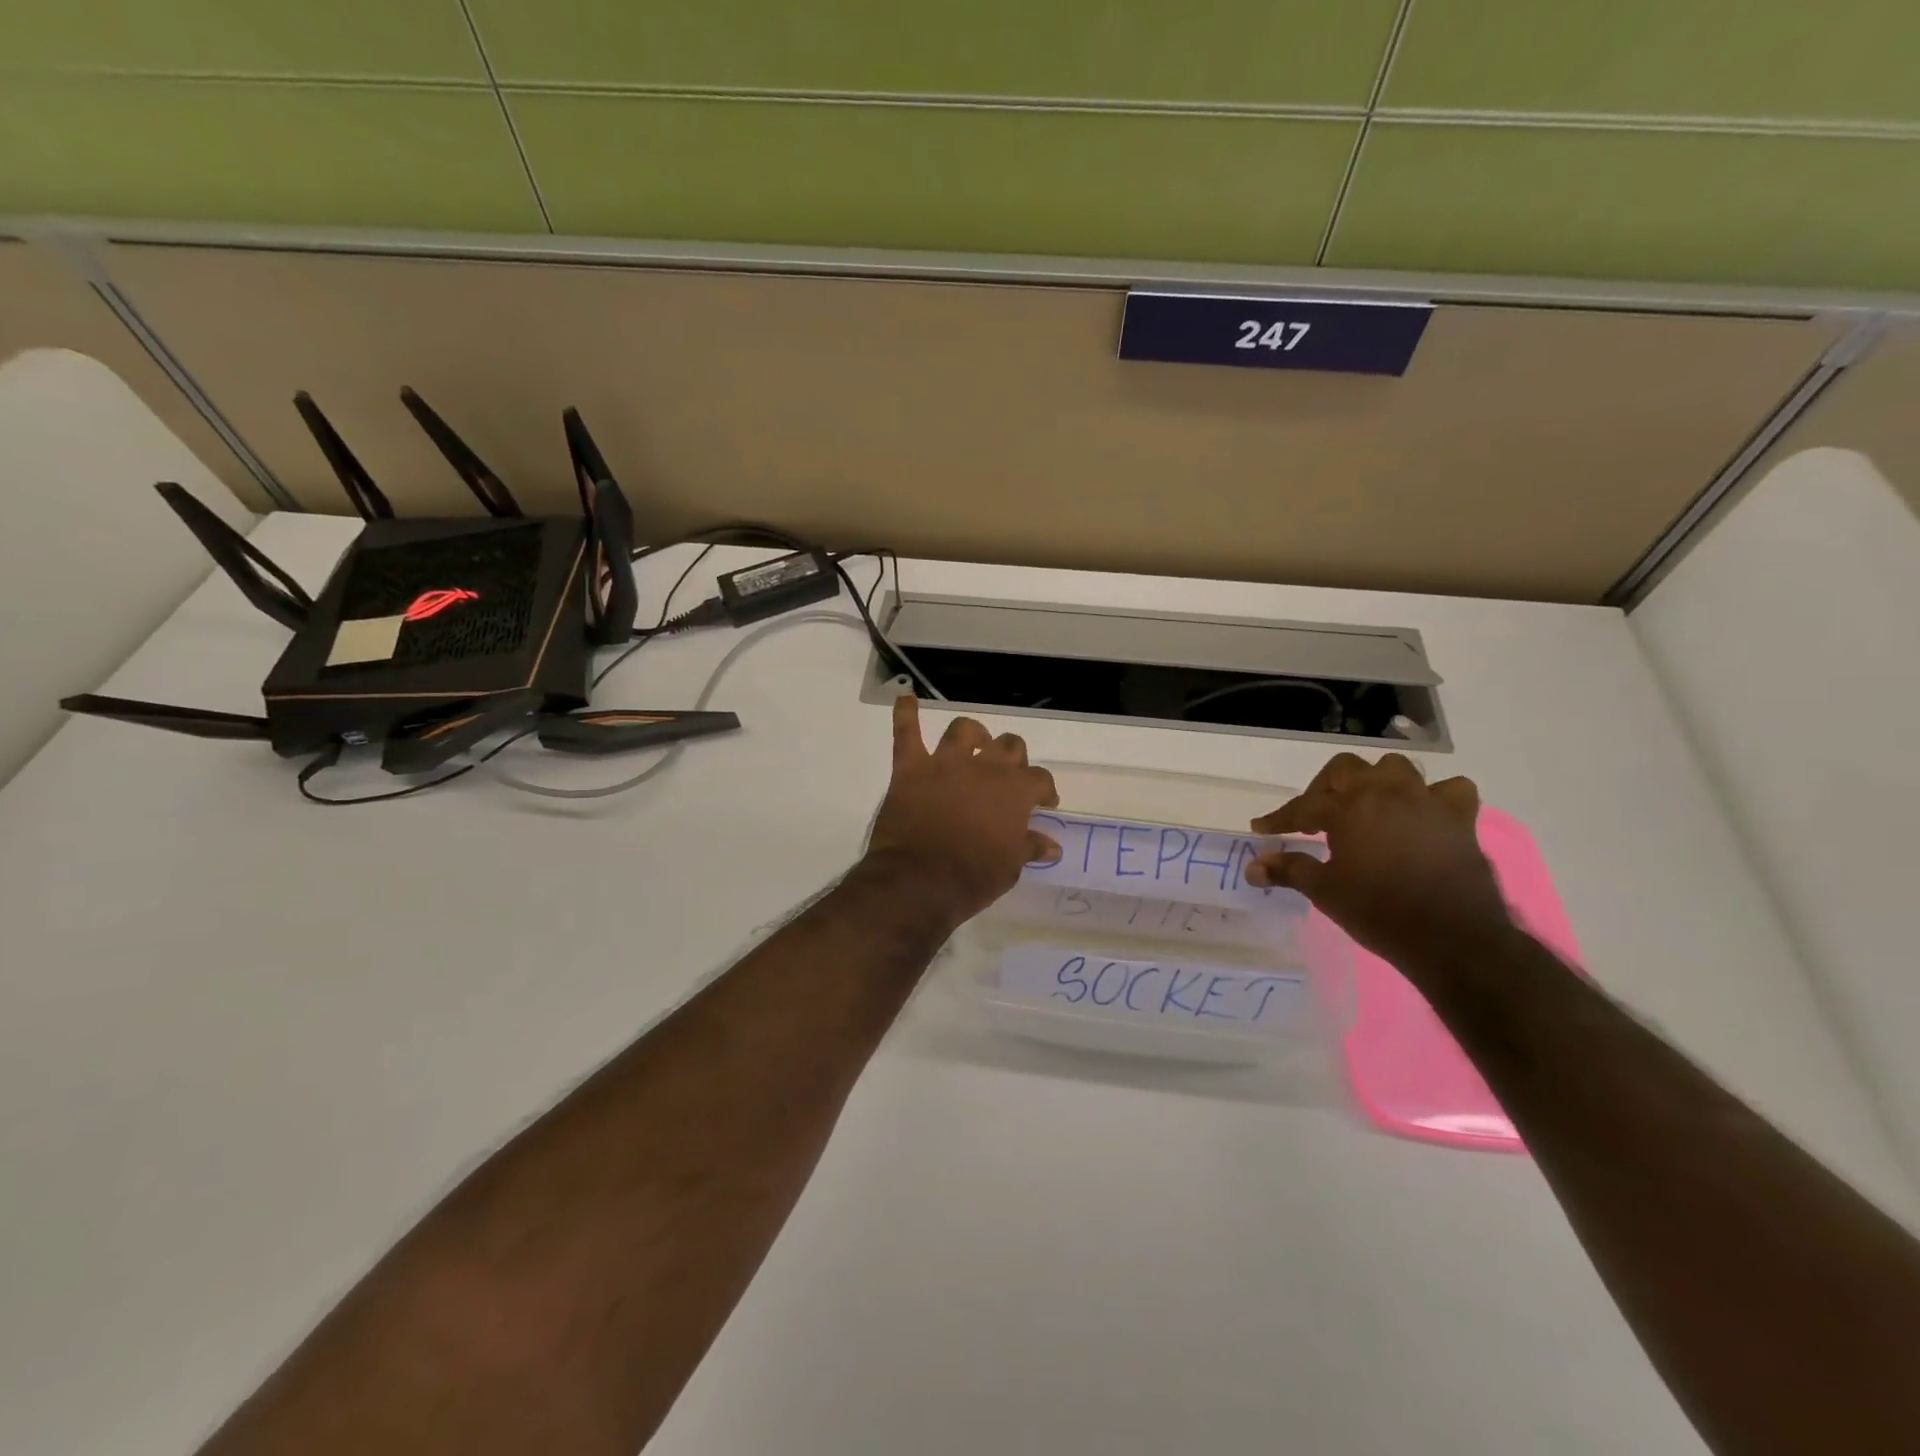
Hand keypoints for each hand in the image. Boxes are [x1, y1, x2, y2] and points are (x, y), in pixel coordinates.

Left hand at [863, 695, 1061, 923]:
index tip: (1044, 804)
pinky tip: (906, 697)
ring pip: (964, 730)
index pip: (1040, 779)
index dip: (1045, 790)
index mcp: (1015, 791)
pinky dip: (905, 713)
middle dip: (1013, 758)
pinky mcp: (911, 768)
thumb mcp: (1010, 867)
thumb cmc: (973, 877)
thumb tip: (1051, 844)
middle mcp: (985, 768)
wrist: (920, 881)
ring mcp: (946, 763)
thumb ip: (1029, 847)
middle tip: (1007, 777)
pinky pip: (906, 732)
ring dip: (973, 735)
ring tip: (974, 744)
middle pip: (1009, 745)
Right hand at [1246, 753, 1513, 973]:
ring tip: (1366, 807)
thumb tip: (1252, 867)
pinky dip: (1433, 796)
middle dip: (1325, 789)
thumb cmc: (1379, 912)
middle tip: (1316, 817)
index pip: (1303, 806)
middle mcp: (1385, 793)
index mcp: (1348, 809)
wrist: (1452, 939)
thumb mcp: (1325, 891)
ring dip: (1376, 782)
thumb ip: (1288, 870)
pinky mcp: (1460, 818)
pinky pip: (1449, 790)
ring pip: (1395, 768)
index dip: (1279, 818)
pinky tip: (1422, 813)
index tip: (1263, 829)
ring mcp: (1426, 801)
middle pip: (1345, 770)